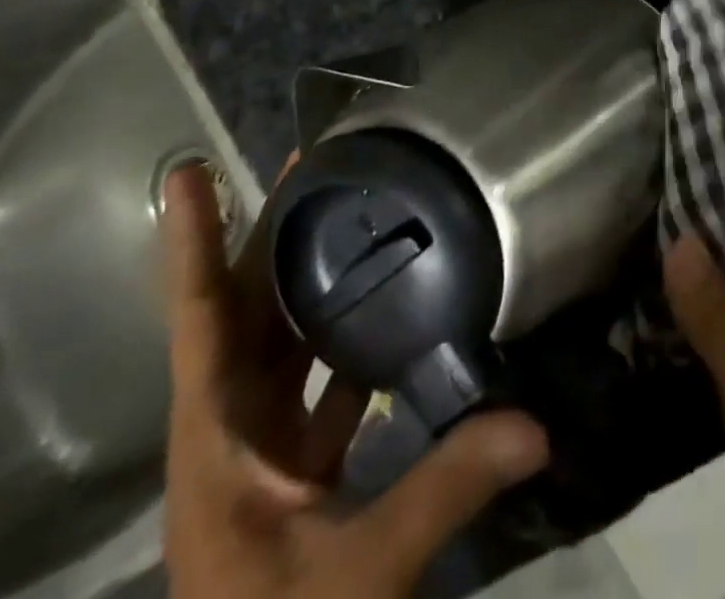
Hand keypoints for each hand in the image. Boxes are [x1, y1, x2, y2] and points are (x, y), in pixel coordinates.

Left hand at [161, 162, 548, 598]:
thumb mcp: (357, 573)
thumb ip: (444, 488)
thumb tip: (535, 425)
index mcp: (218, 442)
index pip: (200, 323)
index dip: (193, 246)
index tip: (188, 173)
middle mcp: (230, 434)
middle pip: (242, 315)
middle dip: (267, 238)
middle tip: (312, 167)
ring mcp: (261, 454)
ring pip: (278, 345)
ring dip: (305, 284)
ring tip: (349, 218)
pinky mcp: (294, 474)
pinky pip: (315, 384)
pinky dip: (343, 342)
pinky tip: (389, 310)